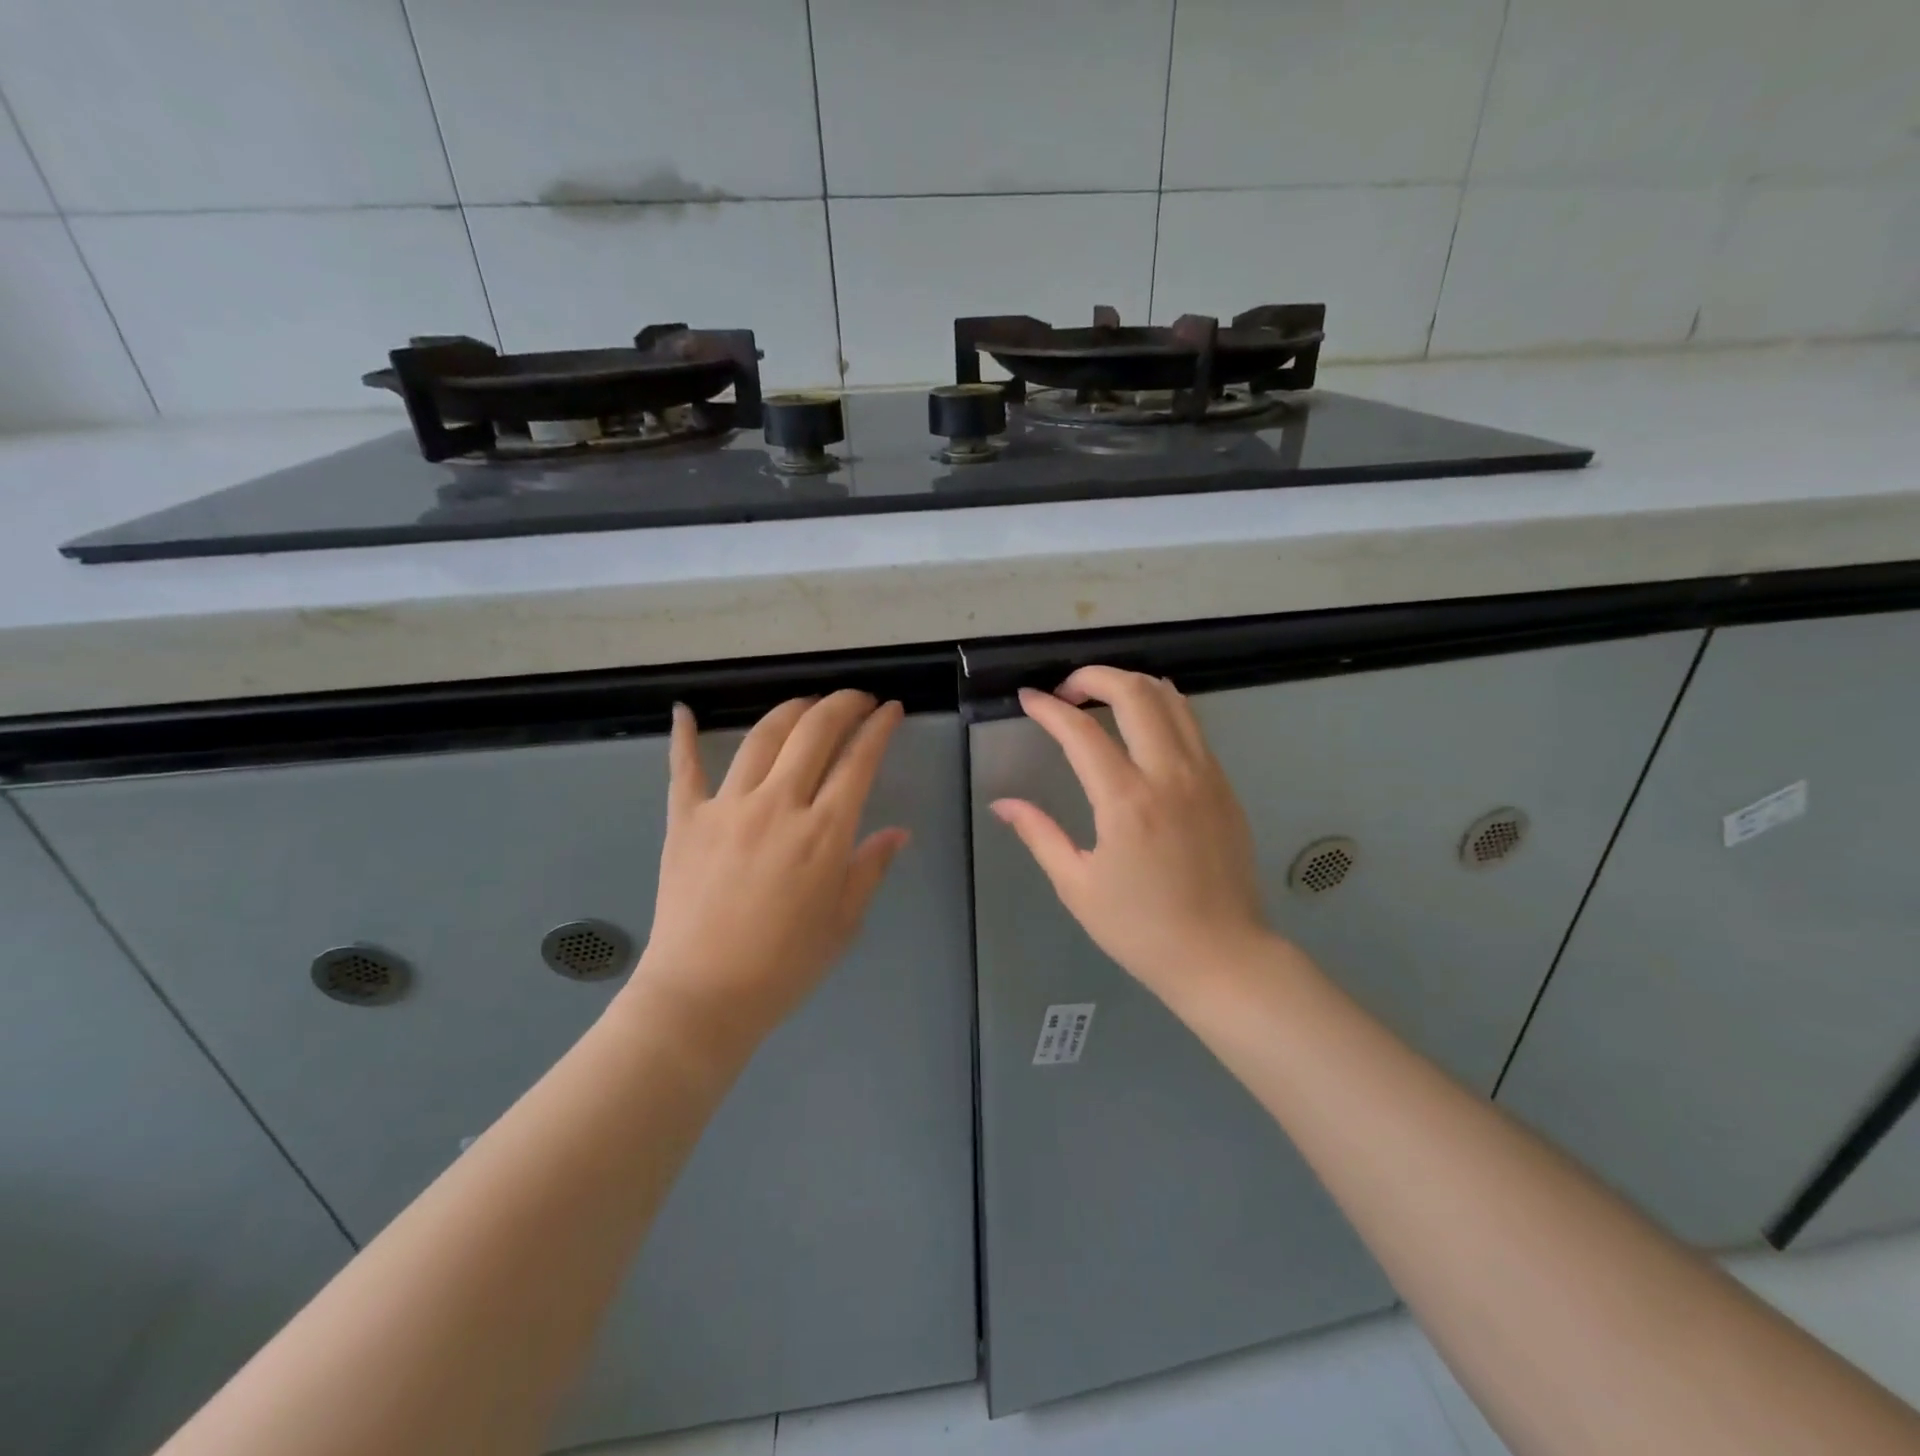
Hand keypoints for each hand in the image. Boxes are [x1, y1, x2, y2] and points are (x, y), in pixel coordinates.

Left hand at [625, 690, 908, 1054]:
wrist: (703, 996)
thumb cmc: (784, 966)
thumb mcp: (843, 922)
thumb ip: (870, 868)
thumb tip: (897, 832)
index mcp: (824, 832)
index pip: (859, 760)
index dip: (879, 727)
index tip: (891, 709)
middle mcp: (779, 805)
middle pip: (814, 732)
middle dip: (842, 704)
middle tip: (856, 700)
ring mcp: (728, 807)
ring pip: (762, 736)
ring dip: (791, 710)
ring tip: (806, 703)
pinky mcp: (686, 819)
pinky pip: (684, 768)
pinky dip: (684, 736)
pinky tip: (685, 710)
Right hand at [991, 666, 1272, 999]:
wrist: (1222, 956)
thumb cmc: (1141, 928)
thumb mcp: (1077, 885)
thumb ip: (1038, 834)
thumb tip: (1002, 803)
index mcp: (1126, 801)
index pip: (1080, 730)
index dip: (1048, 707)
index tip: (1028, 699)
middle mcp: (1169, 774)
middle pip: (1134, 692)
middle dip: (1094, 676)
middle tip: (1067, 691)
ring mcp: (1204, 775)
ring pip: (1171, 699)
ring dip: (1131, 685)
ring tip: (1102, 698)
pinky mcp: (1224, 785)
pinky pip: (1192, 725)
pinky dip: (1161, 708)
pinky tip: (1142, 726)